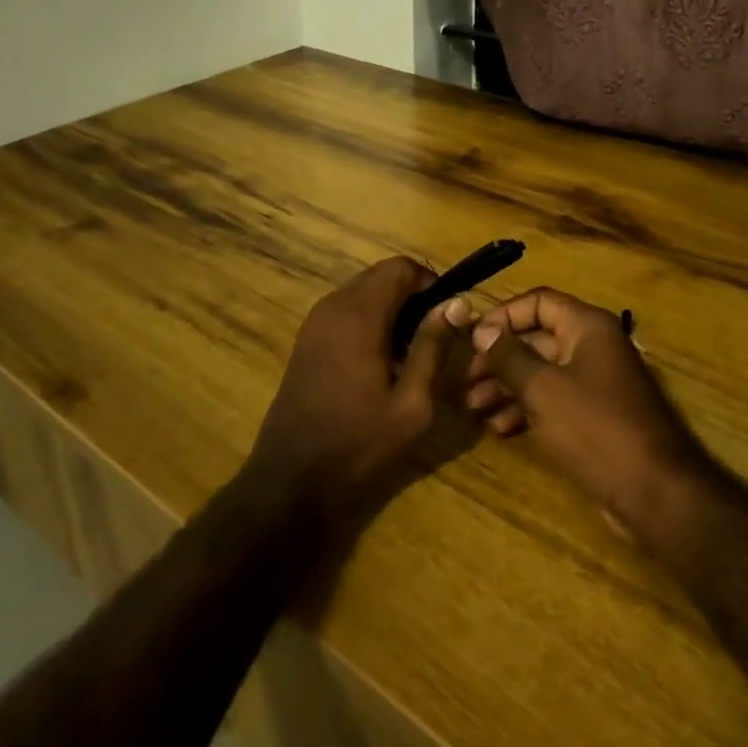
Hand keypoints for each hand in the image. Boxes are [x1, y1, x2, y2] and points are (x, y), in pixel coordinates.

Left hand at [246, 257, 473, 518]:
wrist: (290, 479)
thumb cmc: (358, 444)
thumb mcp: (411, 404)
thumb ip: (433, 347)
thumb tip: (457, 303)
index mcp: (359, 315)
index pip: (400, 267)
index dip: (429, 282)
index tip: (446, 314)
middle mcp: (333, 306)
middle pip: (381, 275)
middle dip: (411, 295)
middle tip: (432, 336)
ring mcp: (315, 321)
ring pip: (363, 290)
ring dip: (391, 308)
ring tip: (409, 353)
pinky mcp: (307, 338)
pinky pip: (346, 309)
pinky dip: (370, 320)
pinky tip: (380, 362)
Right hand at [469, 288, 714, 539]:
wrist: (654, 492)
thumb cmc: (595, 427)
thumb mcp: (542, 389)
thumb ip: (509, 356)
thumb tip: (482, 331)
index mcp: (588, 326)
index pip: (539, 301)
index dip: (504, 316)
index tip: (472, 340)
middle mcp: (593, 346)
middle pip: (537, 338)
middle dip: (500, 359)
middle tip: (466, 381)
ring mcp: (596, 382)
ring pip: (542, 372)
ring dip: (507, 387)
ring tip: (474, 408)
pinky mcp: (595, 416)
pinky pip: (554, 400)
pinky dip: (527, 409)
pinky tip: (499, 428)